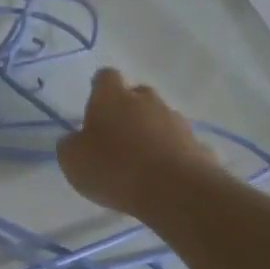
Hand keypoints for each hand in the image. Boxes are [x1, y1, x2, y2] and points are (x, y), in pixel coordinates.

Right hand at [57, 68, 222, 218]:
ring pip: (160, 119)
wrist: (175, 191)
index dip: (99, 88)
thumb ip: (71, 144)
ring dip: (150, 133)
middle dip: (128, 110)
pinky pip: (179, 145)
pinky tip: (162, 177)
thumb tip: (77, 140)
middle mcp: (146, 101)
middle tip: (115, 136)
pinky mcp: (198, 146)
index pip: (105, 77)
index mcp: (111, 98)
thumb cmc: (113, 168)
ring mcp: (176, 122)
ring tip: (139, 162)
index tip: (94, 105)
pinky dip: (170, 155)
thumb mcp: (72, 160)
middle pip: (137, 95)